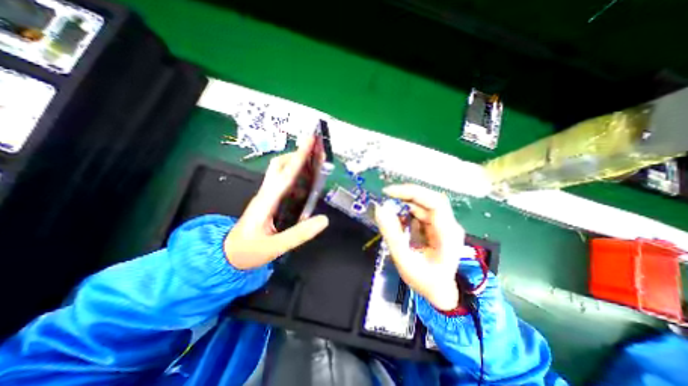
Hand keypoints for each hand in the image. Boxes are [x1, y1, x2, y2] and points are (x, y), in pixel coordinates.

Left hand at [224, 137, 328, 268]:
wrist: (227, 255)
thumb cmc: (248, 252)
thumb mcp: (274, 247)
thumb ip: (299, 234)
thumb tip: (324, 219)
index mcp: (266, 202)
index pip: (285, 175)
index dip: (298, 157)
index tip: (310, 141)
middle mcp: (266, 193)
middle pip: (279, 165)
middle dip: (296, 154)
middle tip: (315, 151)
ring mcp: (266, 196)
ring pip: (279, 171)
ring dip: (296, 162)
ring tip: (314, 160)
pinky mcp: (269, 200)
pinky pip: (282, 181)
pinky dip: (294, 174)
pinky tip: (306, 179)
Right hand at [375, 184, 466, 310]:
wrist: (440, 292)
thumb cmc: (425, 281)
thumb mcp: (404, 260)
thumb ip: (392, 235)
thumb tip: (380, 209)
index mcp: (447, 234)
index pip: (434, 202)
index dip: (412, 193)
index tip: (389, 192)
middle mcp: (449, 225)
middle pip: (429, 199)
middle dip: (406, 195)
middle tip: (385, 196)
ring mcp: (443, 224)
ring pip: (423, 204)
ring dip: (404, 204)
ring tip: (388, 211)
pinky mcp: (435, 226)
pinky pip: (420, 212)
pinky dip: (406, 212)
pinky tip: (397, 220)